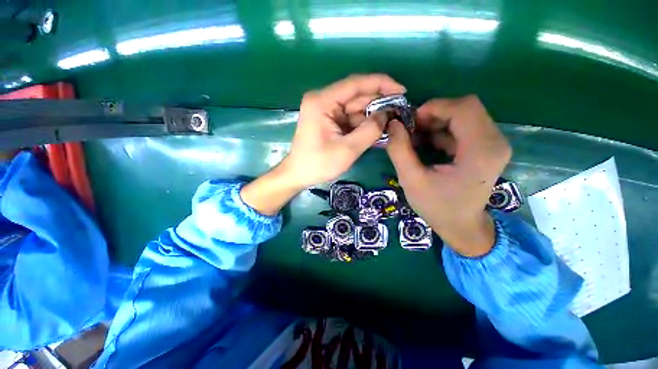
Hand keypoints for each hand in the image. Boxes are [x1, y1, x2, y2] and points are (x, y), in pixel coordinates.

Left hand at [283, 74, 405, 187]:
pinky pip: (350, 118)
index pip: (356, 83)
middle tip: (400, 112)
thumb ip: (369, 131)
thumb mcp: (347, 150)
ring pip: (355, 108)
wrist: (298, 175)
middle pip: (357, 96)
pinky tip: (376, 131)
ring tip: (391, 125)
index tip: (402, 91)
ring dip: (372, 116)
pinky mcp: (328, 120)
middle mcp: (323, 100)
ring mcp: (325, 110)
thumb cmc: (318, 164)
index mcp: (323, 102)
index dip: (381, 84)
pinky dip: (363, 124)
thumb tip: (387, 116)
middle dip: (379, 104)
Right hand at [386, 96, 511, 256]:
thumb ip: (399, 151)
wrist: (462, 226)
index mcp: (480, 151)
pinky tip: (427, 144)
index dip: (434, 107)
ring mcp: (494, 144)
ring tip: (416, 139)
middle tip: (411, 130)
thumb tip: (393, 124)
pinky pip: (464, 127)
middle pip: (466, 107)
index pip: (464, 108)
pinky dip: (442, 130)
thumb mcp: (411, 180)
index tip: (410, 122)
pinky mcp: (487, 147)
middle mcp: (495, 142)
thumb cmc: (436, 207)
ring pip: (465, 115)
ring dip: (436, 122)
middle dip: (434, 114)